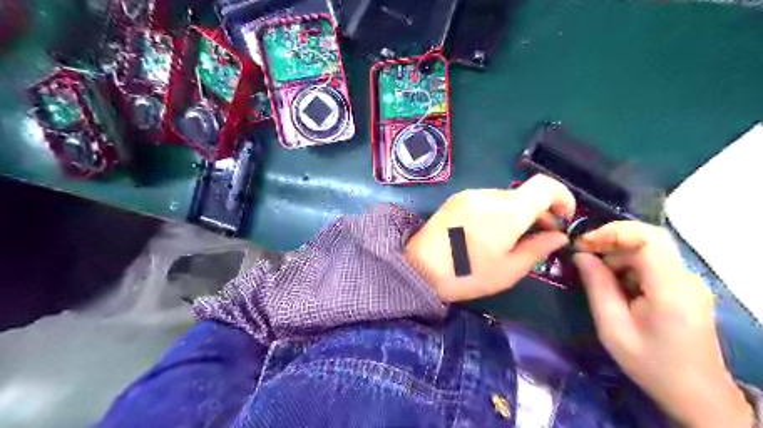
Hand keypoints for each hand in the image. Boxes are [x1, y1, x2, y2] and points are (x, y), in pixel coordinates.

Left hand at [405, 174, 572, 299]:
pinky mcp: (456, 199)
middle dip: (539, 212)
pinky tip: (490, 232)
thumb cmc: (468, 274)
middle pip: (525, 194)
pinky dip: (498, 211)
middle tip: (541, 236)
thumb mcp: (509, 269)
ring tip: (513, 237)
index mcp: (507, 211)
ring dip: (517, 212)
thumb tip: (559, 236)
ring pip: (506, 197)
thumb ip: (538, 248)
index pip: (544, 185)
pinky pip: (486, 199)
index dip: (562, 196)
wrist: (420, 269)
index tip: (564, 217)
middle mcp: (489, 195)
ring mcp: (470, 194)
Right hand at [576, 221, 753, 427]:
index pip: (648, 239)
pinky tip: (615, 286)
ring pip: (647, 249)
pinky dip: (627, 266)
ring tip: (596, 277)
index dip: (613, 232)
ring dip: (616, 256)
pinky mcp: (683, 286)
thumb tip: (581, 255)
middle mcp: (685, 278)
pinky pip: (651, 263)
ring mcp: (687, 281)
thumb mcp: (613, 328)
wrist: (695, 393)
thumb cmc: (651, 364)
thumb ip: (597, 287)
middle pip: (647, 239)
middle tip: (583, 257)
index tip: (583, 243)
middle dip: (610, 242)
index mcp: (671, 290)